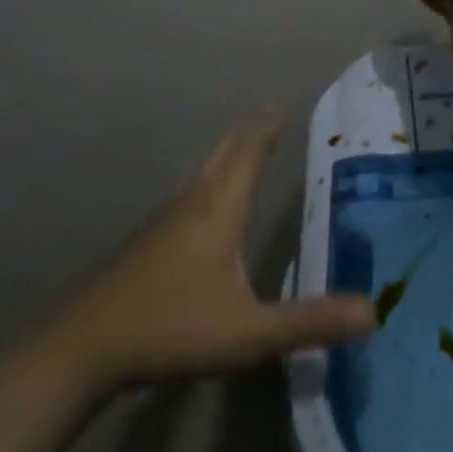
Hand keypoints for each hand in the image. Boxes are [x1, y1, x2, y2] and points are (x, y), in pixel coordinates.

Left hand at [66, 108, 373, 382]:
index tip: (283, 104)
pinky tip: (202, 203)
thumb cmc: (170, 328)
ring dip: (225, 152)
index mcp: (219, 208)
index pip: (249, 152)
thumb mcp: (248, 332)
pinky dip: (207, 178)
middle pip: (223, 152)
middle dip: (248, 132)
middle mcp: (191, 202)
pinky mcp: (144, 242)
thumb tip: (373, 313)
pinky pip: (186, 192)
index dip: (267, 128)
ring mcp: (162, 221)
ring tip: (241, 146)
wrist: (79, 348)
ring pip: (201, 170)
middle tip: (269, 114)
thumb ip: (309, 322)